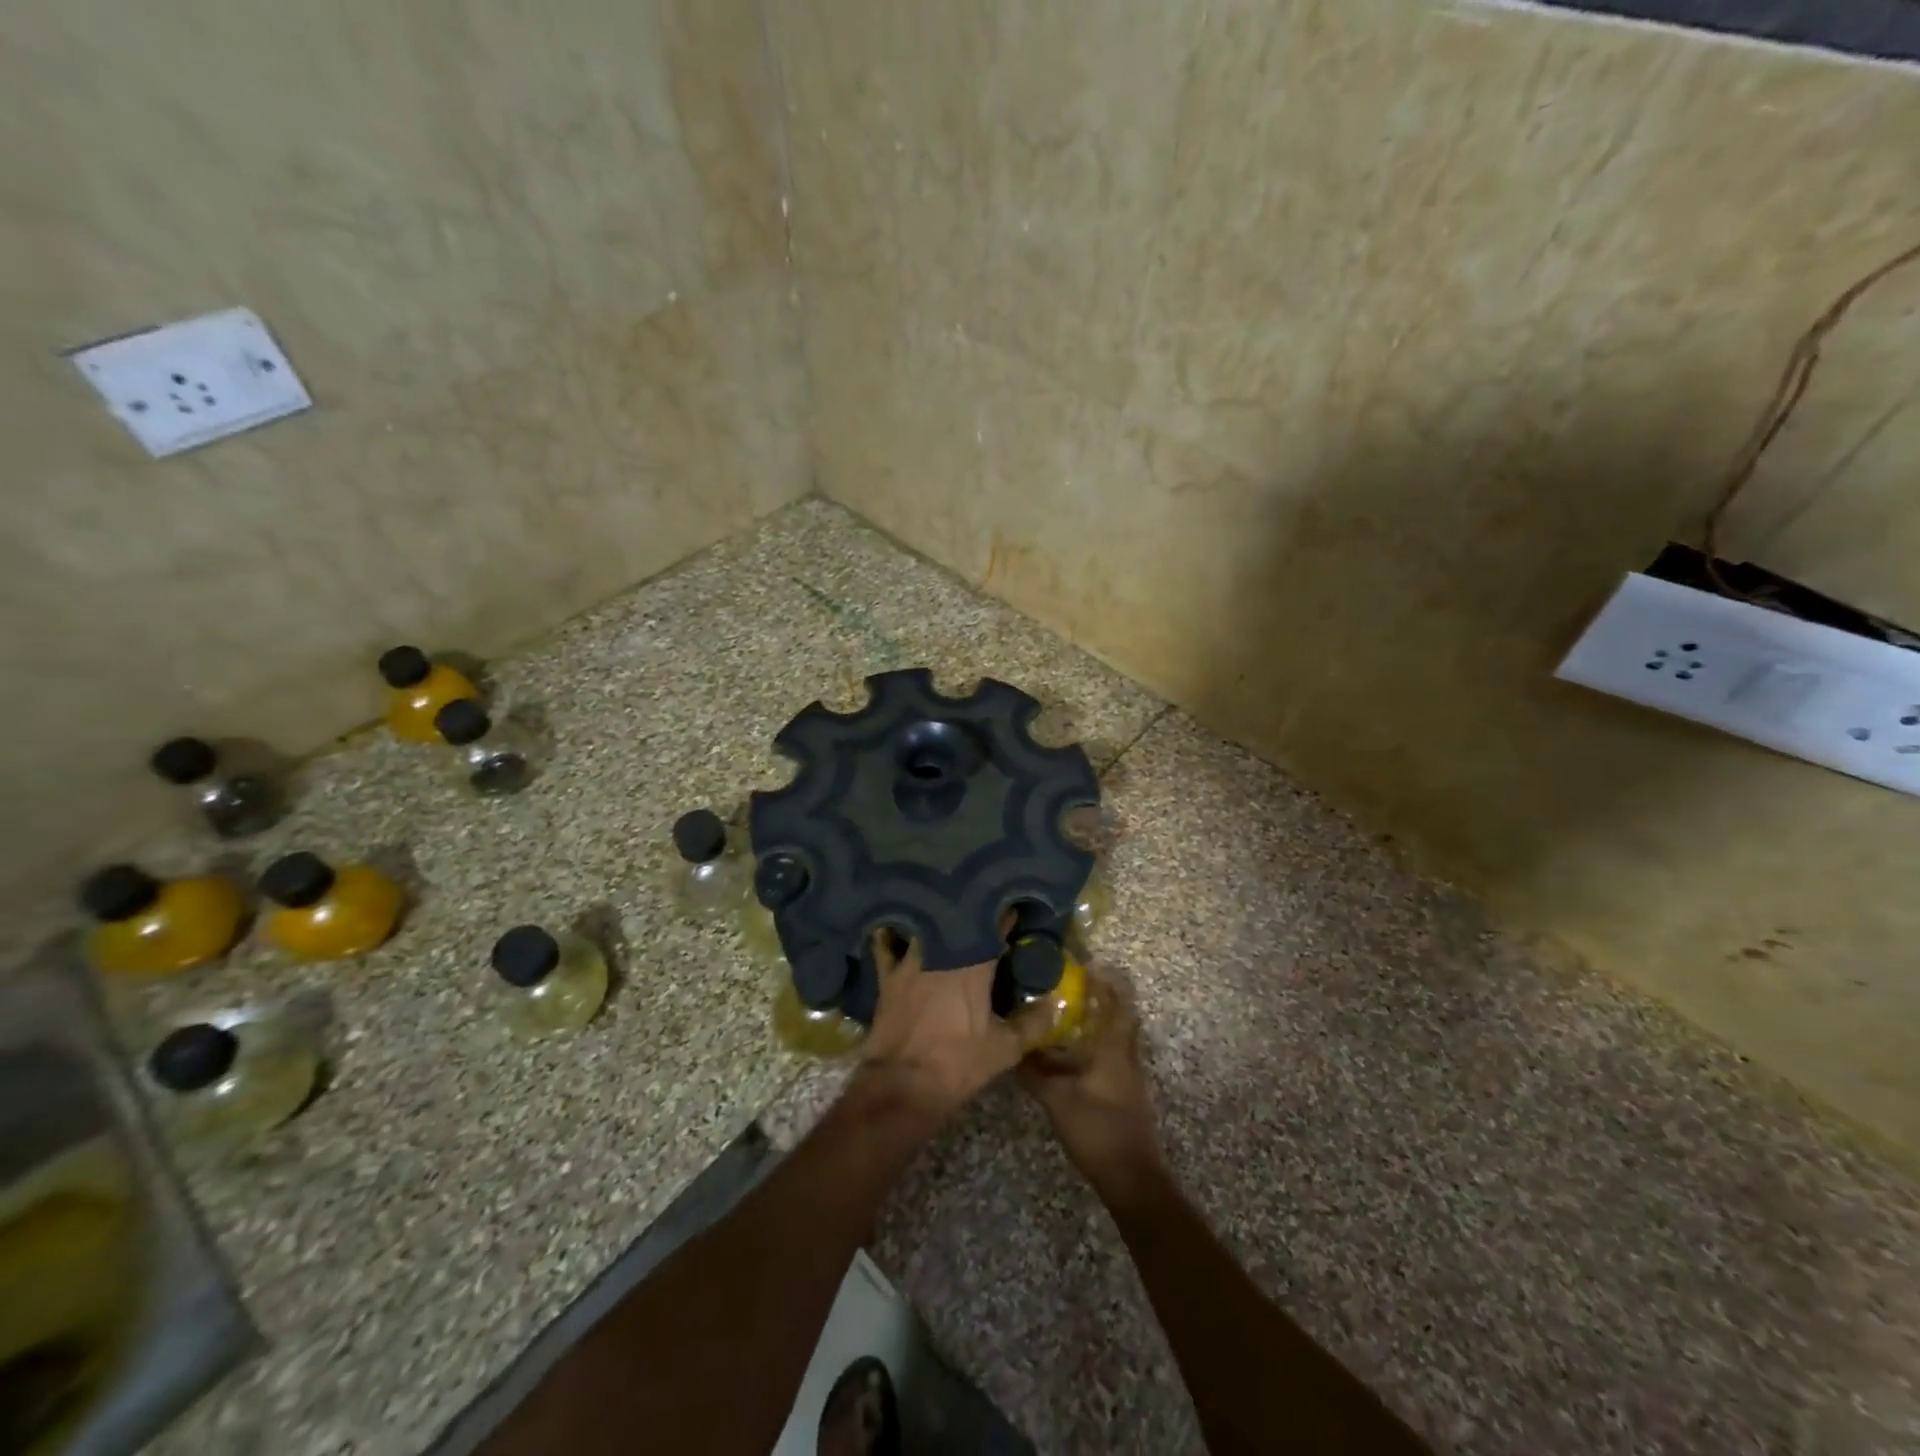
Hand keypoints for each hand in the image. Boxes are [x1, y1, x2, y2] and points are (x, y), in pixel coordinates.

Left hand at [856, 929, 1048, 1126]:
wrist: (902, 1085)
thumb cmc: (957, 1063)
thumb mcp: (1005, 1049)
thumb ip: (1033, 1023)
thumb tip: (1054, 1003)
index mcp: (974, 964)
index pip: (995, 926)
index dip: (1006, 915)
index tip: (1015, 908)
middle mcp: (941, 952)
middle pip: (959, 919)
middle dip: (973, 913)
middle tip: (984, 911)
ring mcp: (910, 960)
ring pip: (926, 926)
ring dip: (938, 919)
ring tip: (947, 915)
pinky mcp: (887, 975)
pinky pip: (887, 945)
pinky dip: (893, 935)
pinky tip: (897, 928)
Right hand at [1019, 972, 1163, 1202]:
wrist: (1131, 1176)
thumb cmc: (1096, 1128)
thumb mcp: (1056, 1098)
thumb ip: (1034, 1070)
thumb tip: (1012, 1046)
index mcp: (1114, 1048)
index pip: (1118, 1002)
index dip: (1107, 981)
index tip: (1086, 966)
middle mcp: (1126, 1054)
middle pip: (1120, 1016)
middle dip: (1101, 998)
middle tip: (1072, 987)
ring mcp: (1129, 1074)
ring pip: (1116, 1036)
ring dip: (1098, 1021)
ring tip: (1068, 1014)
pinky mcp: (1126, 1091)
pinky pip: (1112, 1055)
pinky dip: (1096, 1044)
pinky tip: (1074, 1052)